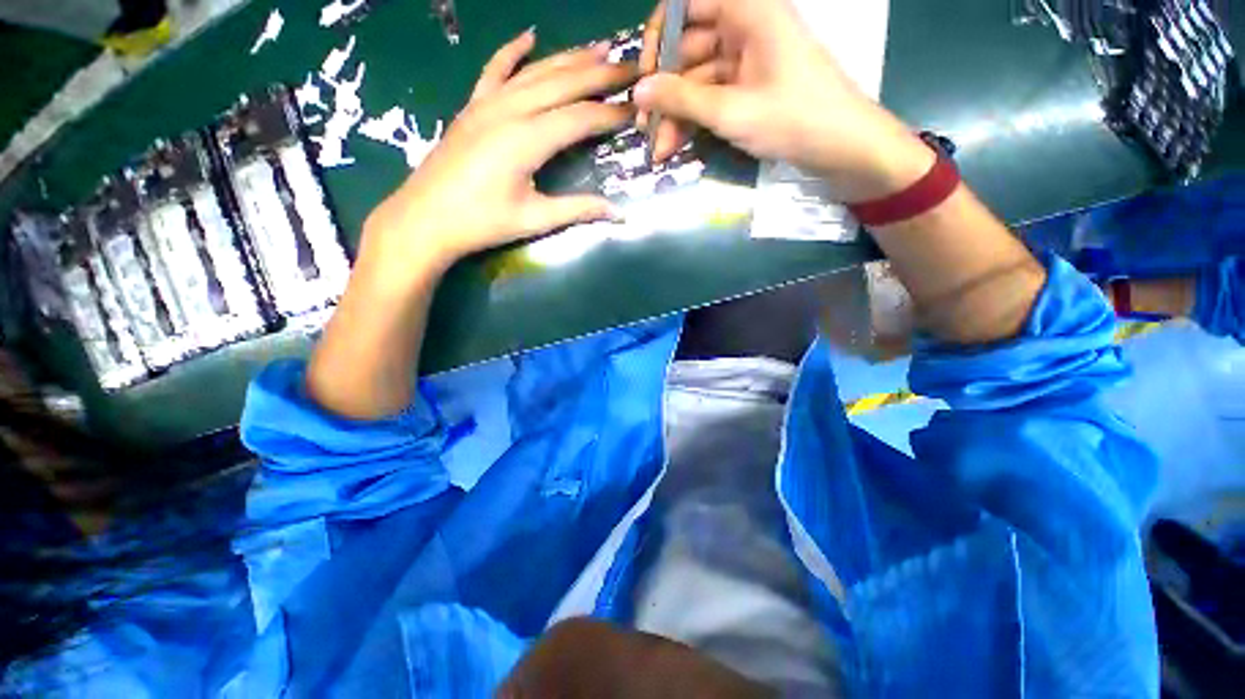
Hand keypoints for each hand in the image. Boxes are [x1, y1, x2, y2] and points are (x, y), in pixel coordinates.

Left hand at [361, 30, 635, 279]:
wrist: (424, 219)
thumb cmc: (481, 223)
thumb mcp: (534, 219)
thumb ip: (578, 210)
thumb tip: (619, 214)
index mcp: (527, 140)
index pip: (580, 118)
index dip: (611, 113)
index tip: (637, 108)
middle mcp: (509, 110)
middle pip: (563, 83)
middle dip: (601, 74)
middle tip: (632, 67)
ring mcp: (487, 104)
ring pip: (535, 71)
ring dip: (569, 58)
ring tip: (600, 48)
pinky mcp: (471, 107)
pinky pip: (494, 70)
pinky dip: (513, 51)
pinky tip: (530, 36)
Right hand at [635, 0, 932, 201]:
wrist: (843, 148)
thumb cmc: (794, 119)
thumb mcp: (732, 111)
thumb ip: (681, 99)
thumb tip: (638, 91)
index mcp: (747, 10)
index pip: (687, 3)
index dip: (660, 34)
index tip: (645, 74)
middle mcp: (745, 27)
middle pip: (688, 47)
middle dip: (664, 89)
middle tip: (645, 126)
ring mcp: (747, 59)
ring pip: (697, 79)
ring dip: (675, 113)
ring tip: (659, 149)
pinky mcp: (749, 87)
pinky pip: (711, 96)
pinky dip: (693, 120)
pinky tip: (675, 146)